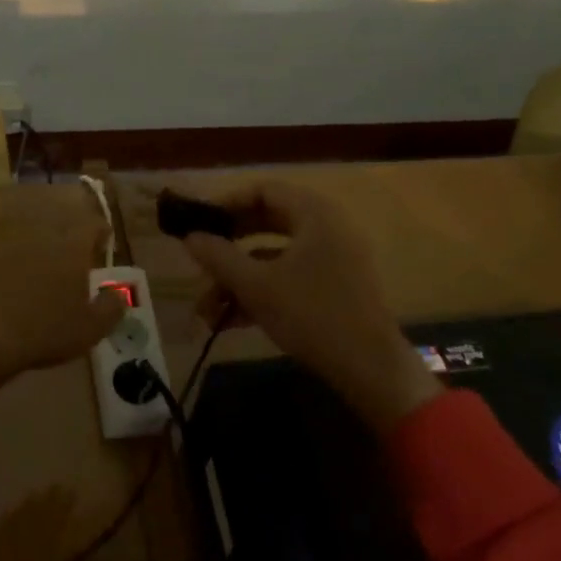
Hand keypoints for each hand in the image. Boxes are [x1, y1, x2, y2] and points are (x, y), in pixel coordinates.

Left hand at [0, 194, 127, 397]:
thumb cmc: (45, 330)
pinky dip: (9, 239)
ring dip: (40, 228)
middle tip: (73, 249)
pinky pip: (1, 231)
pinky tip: (11, 257)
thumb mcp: (90, 328)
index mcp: (73, 241)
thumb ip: (112, 308)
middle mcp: (43, 228)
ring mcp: (10, 233)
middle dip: (71, 228)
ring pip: (30, 217)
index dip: (100, 234)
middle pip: (62, 214)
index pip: (94, 223)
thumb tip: (118, 295)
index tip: (101, 248)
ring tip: (43, 249)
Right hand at [180, 181, 441, 432]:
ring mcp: (334, 258)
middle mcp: (327, 227)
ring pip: (275, 255)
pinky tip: (231, 320)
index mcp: (314, 214)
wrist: (371, 370)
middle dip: (229, 246)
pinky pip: (290, 276)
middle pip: (267, 222)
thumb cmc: (312, 315)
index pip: (263, 191)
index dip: (227, 203)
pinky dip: (262, 291)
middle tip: (200, 259)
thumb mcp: (256, 286)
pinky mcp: (336, 287)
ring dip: (239, 277)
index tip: (199, 222)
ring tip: (207, 308)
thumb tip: (189, 237)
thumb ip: (219, 257)